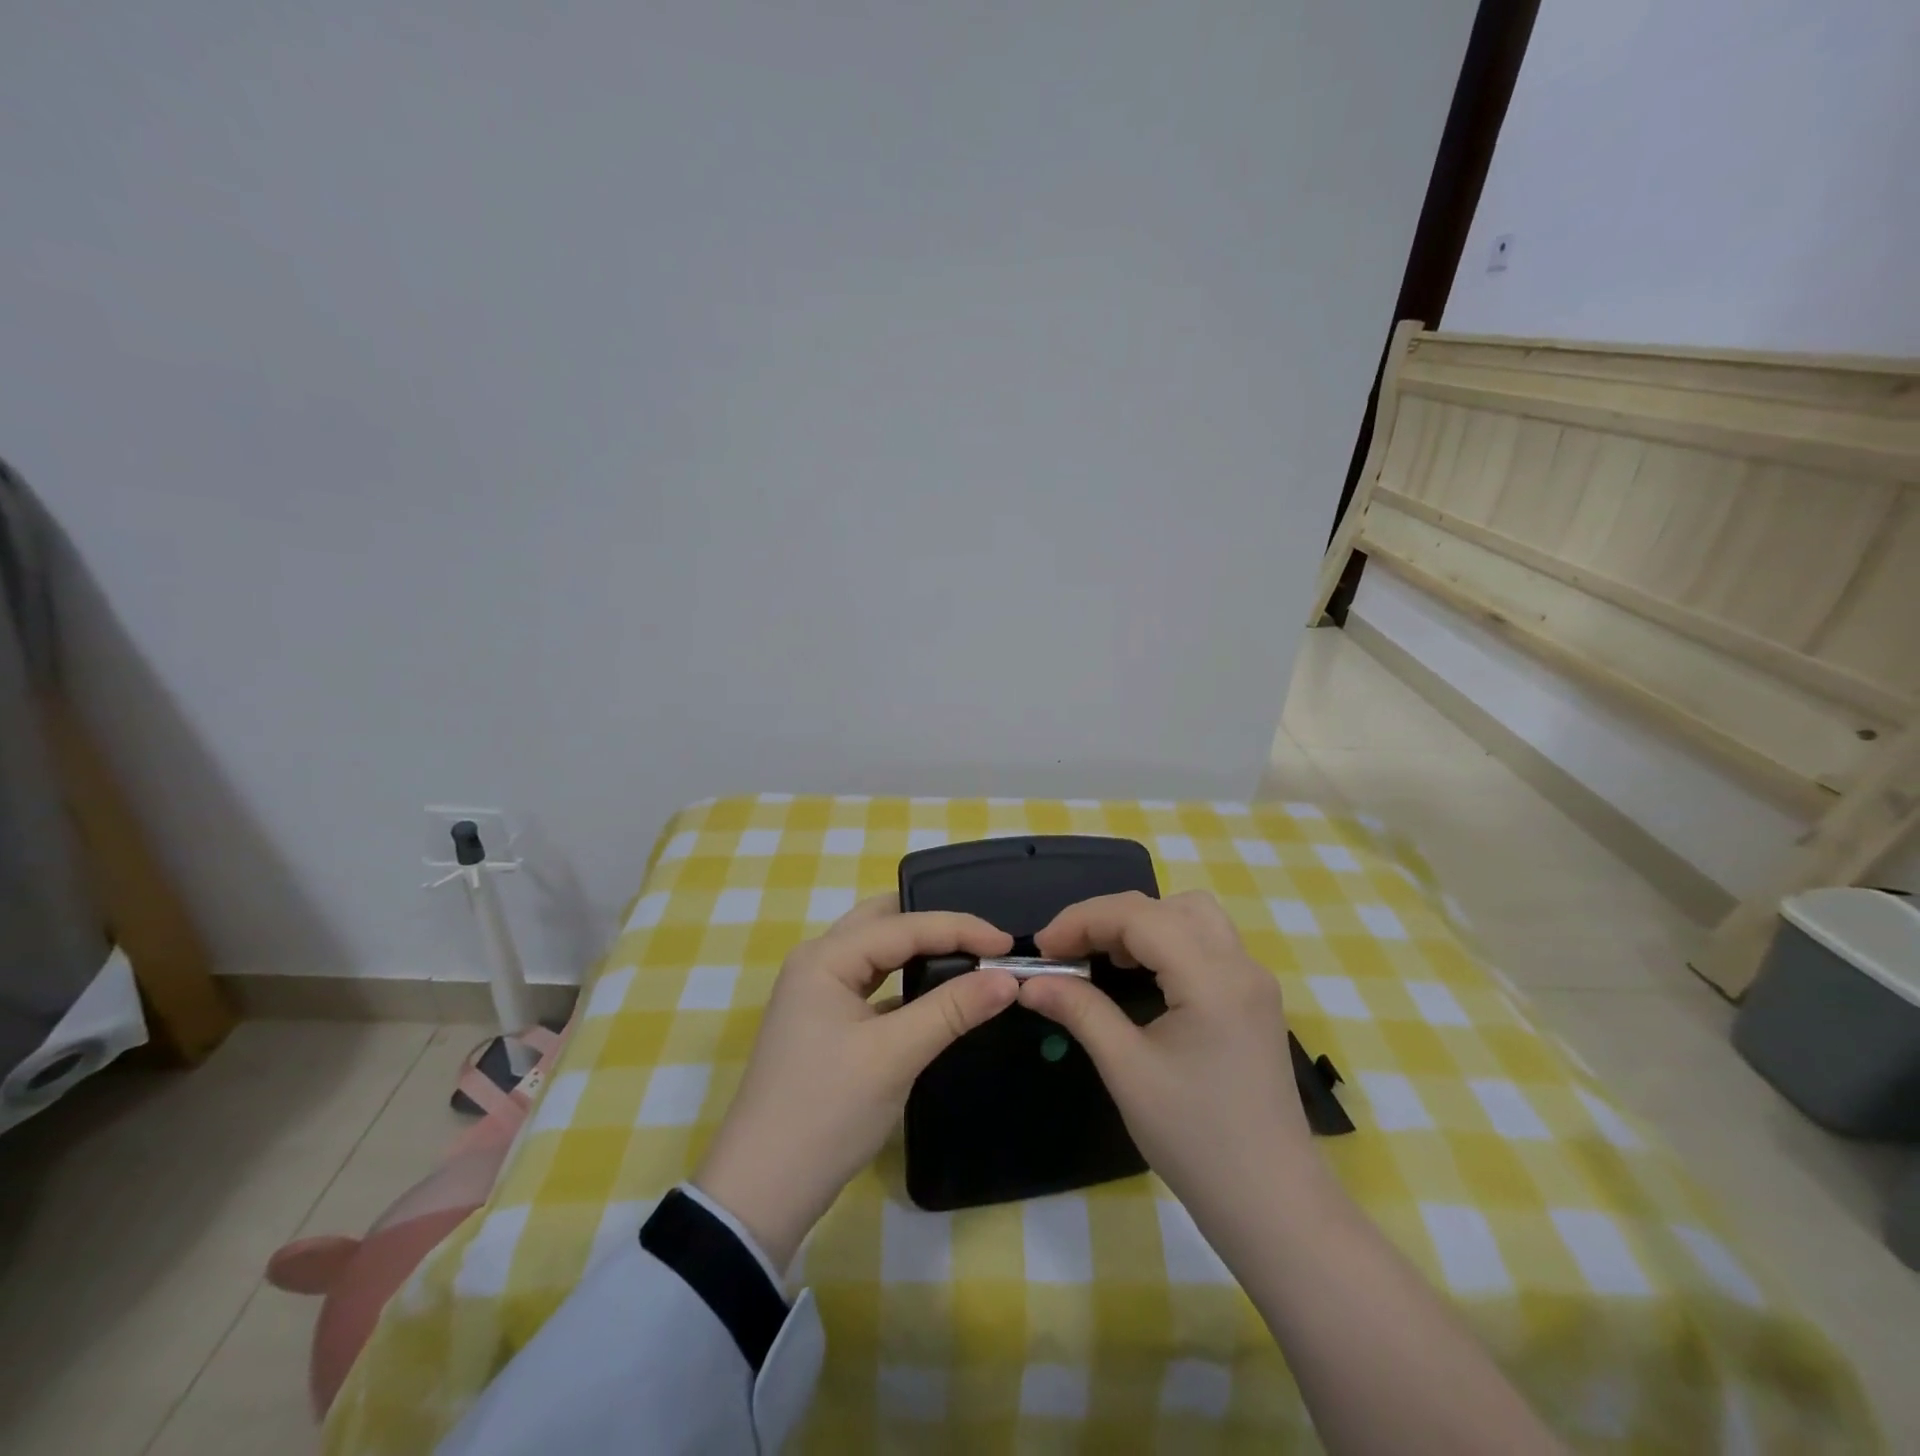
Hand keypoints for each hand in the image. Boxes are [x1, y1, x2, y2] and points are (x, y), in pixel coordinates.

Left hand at [693, 896, 1016, 1269]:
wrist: (762, 1191)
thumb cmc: (827, 1111)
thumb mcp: (894, 1056)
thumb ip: (952, 1009)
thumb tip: (1009, 978)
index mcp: (826, 958)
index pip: (903, 925)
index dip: (959, 928)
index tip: (1009, 944)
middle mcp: (818, 963)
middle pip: (883, 922)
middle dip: (934, 925)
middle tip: (982, 942)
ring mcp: (817, 994)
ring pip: (877, 953)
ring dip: (920, 951)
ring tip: (967, 960)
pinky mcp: (824, 1023)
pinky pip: (873, 984)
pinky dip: (906, 981)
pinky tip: (935, 995)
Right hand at [1021, 890, 1328, 1225]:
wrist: (1272, 1205)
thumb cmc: (1196, 1140)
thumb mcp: (1127, 1071)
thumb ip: (1079, 1011)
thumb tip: (1031, 983)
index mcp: (1212, 978)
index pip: (1138, 915)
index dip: (1082, 920)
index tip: (1042, 949)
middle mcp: (1240, 965)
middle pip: (1168, 905)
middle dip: (1110, 917)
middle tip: (1071, 951)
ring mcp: (1253, 981)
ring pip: (1192, 916)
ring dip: (1142, 924)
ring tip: (1104, 959)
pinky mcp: (1254, 999)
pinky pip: (1206, 943)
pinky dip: (1166, 941)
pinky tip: (1140, 974)